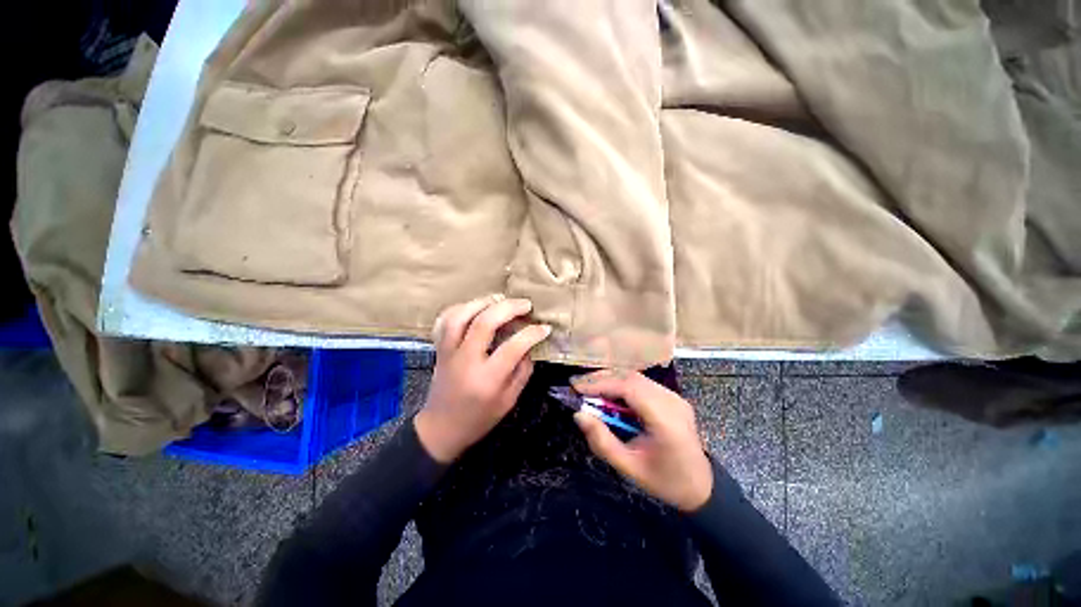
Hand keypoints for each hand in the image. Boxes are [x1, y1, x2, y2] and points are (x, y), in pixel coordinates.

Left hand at [414, 295, 551, 462]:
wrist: (441, 429)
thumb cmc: (480, 418)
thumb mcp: (509, 401)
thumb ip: (522, 371)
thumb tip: (530, 345)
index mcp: (487, 379)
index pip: (513, 347)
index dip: (532, 334)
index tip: (544, 328)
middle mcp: (466, 361)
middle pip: (484, 323)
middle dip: (509, 308)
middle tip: (526, 304)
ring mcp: (449, 352)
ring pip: (460, 316)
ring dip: (482, 302)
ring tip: (501, 299)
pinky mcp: (440, 349)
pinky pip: (444, 321)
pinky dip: (460, 308)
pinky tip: (475, 306)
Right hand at [571, 369, 713, 511]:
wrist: (701, 486)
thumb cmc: (664, 481)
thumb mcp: (628, 468)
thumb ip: (602, 441)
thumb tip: (578, 415)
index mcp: (665, 420)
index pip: (629, 389)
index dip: (601, 384)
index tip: (576, 388)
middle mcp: (671, 401)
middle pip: (631, 377)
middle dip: (601, 378)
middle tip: (576, 385)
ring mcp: (674, 396)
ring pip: (636, 377)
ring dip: (610, 379)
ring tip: (588, 388)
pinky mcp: (672, 396)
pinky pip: (642, 383)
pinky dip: (621, 384)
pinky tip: (608, 392)